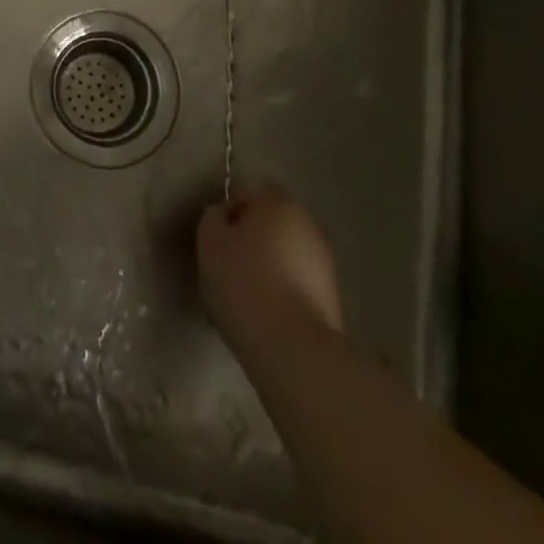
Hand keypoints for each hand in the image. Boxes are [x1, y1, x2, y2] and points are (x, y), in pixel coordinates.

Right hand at [197, 187, 344, 357]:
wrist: (293, 348)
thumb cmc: (244, 282)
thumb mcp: (209, 241)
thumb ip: (214, 217)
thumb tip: (225, 216)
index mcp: (278, 201)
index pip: (244, 195)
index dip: (225, 216)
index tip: (215, 244)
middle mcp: (307, 222)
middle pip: (269, 223)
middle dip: (251, 239)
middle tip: (228, 267)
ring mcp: (325, 261)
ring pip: (285, 253)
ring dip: (269, 265)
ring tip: (247, 297)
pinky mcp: (333, 297)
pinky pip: (298, 282)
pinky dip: (283, 291)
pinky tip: (267, 315)